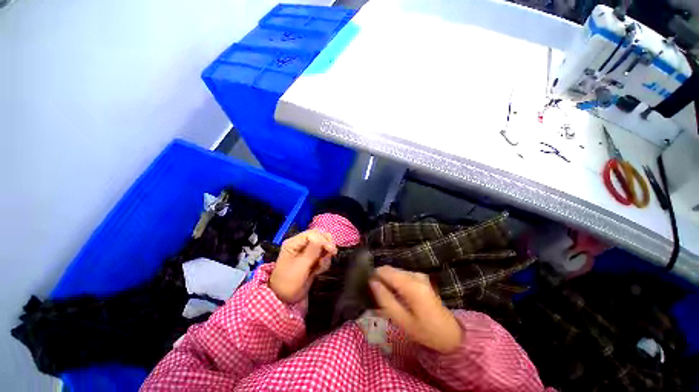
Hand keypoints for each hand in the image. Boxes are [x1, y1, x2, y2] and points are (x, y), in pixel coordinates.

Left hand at [270, 230, 336, 303]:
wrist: (284, 300)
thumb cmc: (289, 283)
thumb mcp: (300, 267)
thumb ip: (312, 251)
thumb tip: (323, 239)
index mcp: (294, 243)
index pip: (313, 234)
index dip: (323, 240)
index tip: (331, 250)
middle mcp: (301, 244)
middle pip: (319, 236)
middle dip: (327, 245)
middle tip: (331, 254)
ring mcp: (307, 252)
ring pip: (323, 245)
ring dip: (326, 255)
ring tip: (321, 266)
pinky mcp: (312, 259)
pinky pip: (323, 255)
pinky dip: (324, 262)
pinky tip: (319, 271)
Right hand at [370, 266, 461, 353]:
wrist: (451, 333)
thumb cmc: (426, 331)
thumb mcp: (402, 321)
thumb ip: (385, 300)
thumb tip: (372, 282)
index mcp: (411, 285)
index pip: (385, 271)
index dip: (374, 276)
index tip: (368, 288)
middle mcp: (415, 275)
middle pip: (390, 270)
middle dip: (381, 279)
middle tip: (376, 296)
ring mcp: (419, 275)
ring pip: (395, 272)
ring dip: (388, 282)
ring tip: (386, 298)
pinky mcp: (421, 277)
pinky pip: (402, 275)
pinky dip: (395, 282)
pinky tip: (396, 296)